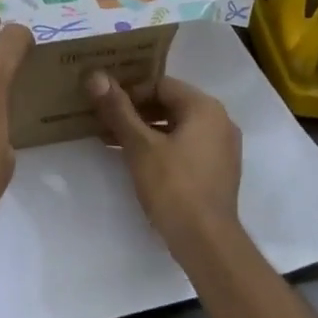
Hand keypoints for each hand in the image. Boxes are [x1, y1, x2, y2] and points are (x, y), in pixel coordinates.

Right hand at [89, 72, 243, 258]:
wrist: (206, 242)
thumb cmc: (173, 187)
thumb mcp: (140, 146)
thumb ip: (118, 110)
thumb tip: (95, 75)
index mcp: (205, 108)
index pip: (161, 84)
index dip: (130, 92)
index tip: (105, 106)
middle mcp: (219, 121)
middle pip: (170, 104)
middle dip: (135, 112)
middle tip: (104, 122)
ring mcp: (222, 148)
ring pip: (177, 127)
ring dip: (145, 131)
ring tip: (113, 142)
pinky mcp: (217, 170)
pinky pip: (186, 146)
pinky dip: (161, 147)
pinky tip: (136, 161)